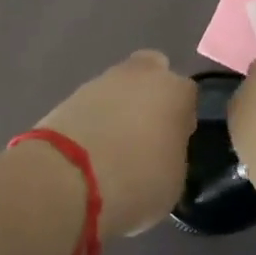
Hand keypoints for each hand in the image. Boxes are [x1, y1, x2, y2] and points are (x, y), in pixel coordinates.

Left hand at [34, 50, 196, 239]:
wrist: (67, 179)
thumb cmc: (136, 181)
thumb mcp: (173, 181)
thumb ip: (173, 155)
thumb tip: (162, 151)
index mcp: (176, 92)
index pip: (187, 96)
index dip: (181, 119)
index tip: (173, 144)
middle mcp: (143, 75)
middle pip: (153, 73)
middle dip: (150, 94)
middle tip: (145, 132)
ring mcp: (103, 81)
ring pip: (120, 87)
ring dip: (119, 107)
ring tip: (112, 147)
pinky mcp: (70, 95)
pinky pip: (92, 104)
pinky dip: (93, 119)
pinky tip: (89, 150)